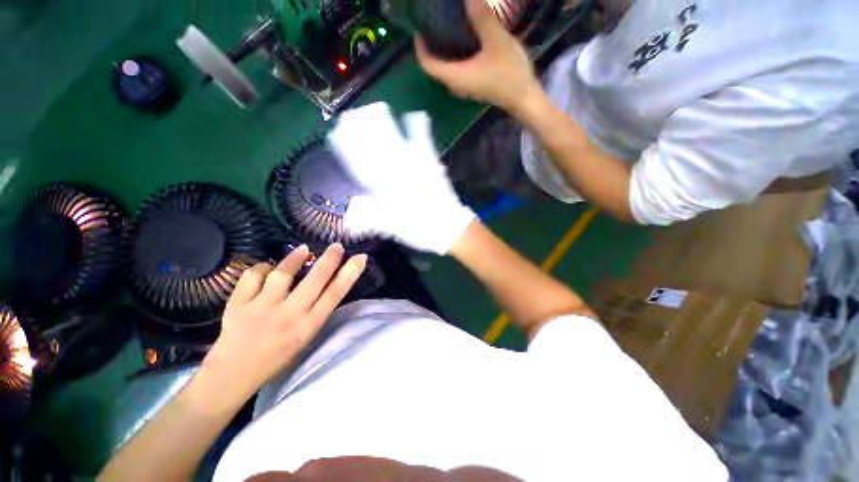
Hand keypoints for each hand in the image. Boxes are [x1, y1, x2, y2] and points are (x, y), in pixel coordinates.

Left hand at [203, 244, 366, 392]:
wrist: (234, 373)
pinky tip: (267, 268)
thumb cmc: (278, 356)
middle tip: (337, 246)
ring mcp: (262, 308)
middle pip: (315, 279)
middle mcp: (289, 315)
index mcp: (308, 325)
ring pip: (282, 274)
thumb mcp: (306, 335)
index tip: (360, 258)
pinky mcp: (238, 305)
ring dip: (295, 258)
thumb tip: (329, 280)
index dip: (350, 273)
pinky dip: (262, 268)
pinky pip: (252, 276)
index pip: (335, 294)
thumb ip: (316, 309)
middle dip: (330, 259)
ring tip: (303, 249)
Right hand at [328, 103, 475, 254]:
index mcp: (386, 190)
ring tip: (375, 108)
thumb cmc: (419, 229)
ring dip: (385, 125)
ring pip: (397, 142)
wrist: (448, 228)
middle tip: (350, 115)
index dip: (348, 149)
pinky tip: (415, 115)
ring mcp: (416, 167)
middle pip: (377, 149)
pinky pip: (424, 143)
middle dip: (362, 131)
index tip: (337, 135)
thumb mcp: (392, 228)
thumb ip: (371, 217)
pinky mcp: (432, 165)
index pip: (362, 166)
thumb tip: (351, 209)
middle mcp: (399, 175)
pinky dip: (419, 128)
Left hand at [415, 0, 540, 112]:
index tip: (420, 28)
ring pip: (446, 68)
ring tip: (446, 25)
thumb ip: (482, 19)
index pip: (428, 65)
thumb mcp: (497, 42)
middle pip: (435, 66)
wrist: (523, 98)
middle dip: (431, 45)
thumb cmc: (510, 74)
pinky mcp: (473, 84)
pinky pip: (456, 69)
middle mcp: (455, 84)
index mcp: (456, 77)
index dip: (421, 47)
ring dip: (442, 49)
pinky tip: (462, 38)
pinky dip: (454, 54)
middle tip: (433, 21)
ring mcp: (464, 86)